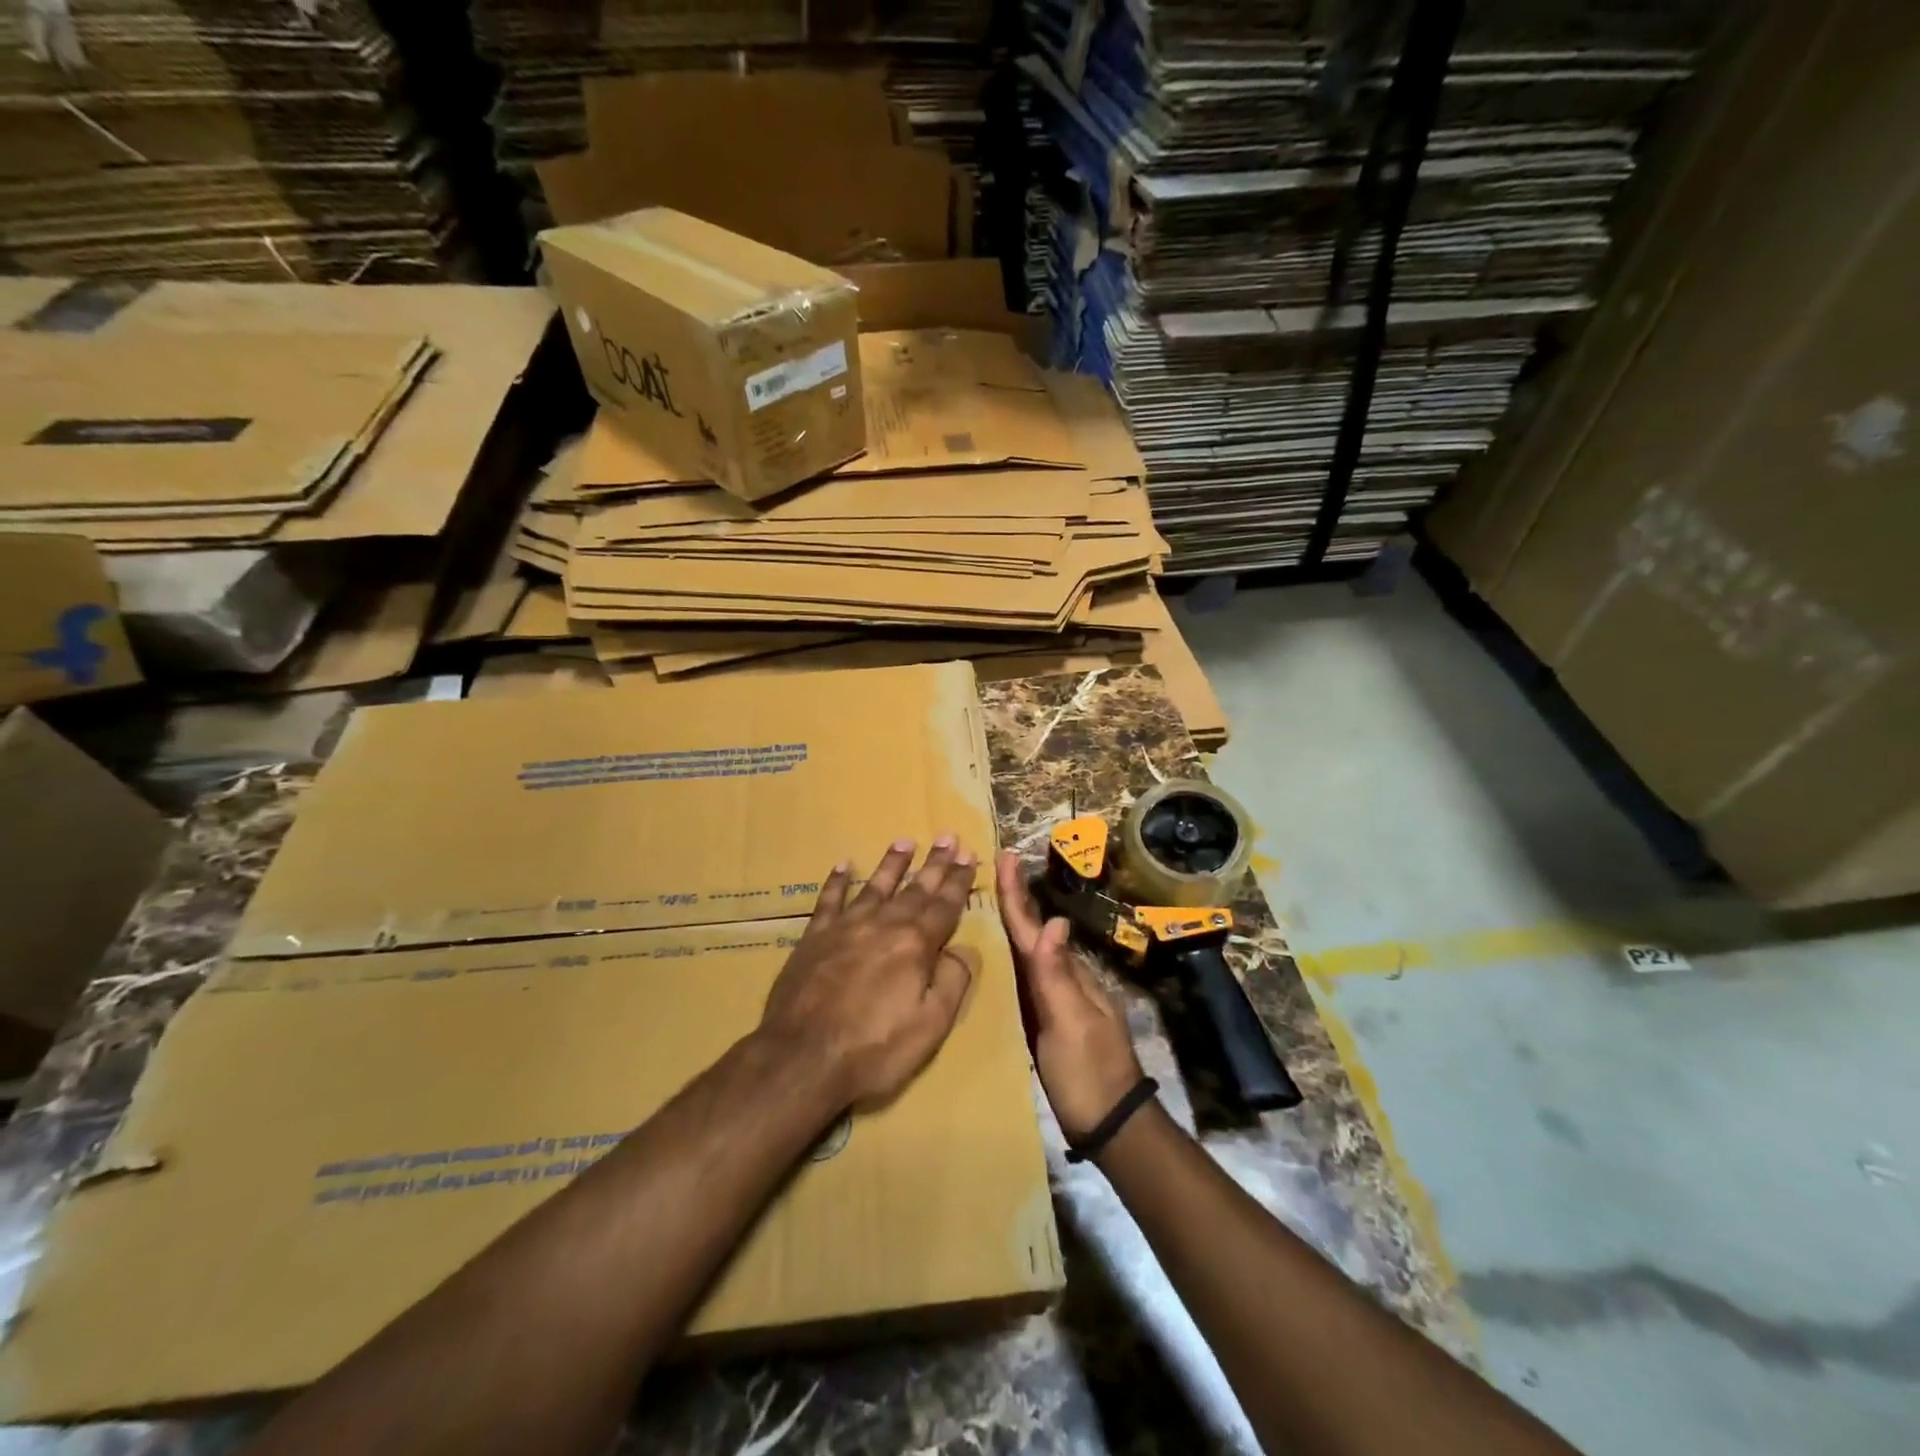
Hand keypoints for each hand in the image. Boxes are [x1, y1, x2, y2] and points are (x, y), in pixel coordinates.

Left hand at [759, 837, 977, 1112]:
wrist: (803, 1057)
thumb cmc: (874, 1048)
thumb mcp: (931, 1025)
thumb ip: (952, 982)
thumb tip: (962, 950)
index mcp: (915, 945)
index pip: (944, 905)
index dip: (958, 880)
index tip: (969, 855)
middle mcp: (883, 925)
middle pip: (915, 889)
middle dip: (934, 863)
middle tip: (947, 836)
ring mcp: (845, 928)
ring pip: (874, 886)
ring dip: (892, 863)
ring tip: (904, 841)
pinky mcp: (814, 938)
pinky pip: (828, 901)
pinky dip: (836, 881)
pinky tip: (843, 864)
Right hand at [996, 850, 1143, 1141]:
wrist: (1110, 1125)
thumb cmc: (1088, 1073)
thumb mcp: (1071, 1024)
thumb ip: (1057, 975)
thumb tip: (1052, 919)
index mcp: (1066, 975)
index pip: (1034, 927)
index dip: (1016, 894)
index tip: (1004, 855)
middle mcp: (1062, 980)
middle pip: (1033, 932)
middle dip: (1015, 899)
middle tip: (997, 865)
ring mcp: (1058, 1002)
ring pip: (1030, 953)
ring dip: (1014, 922)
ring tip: (994, 897)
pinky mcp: (1048, 1023)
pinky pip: (1027, 978)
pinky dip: (1014, 957)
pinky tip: (1002, 956)